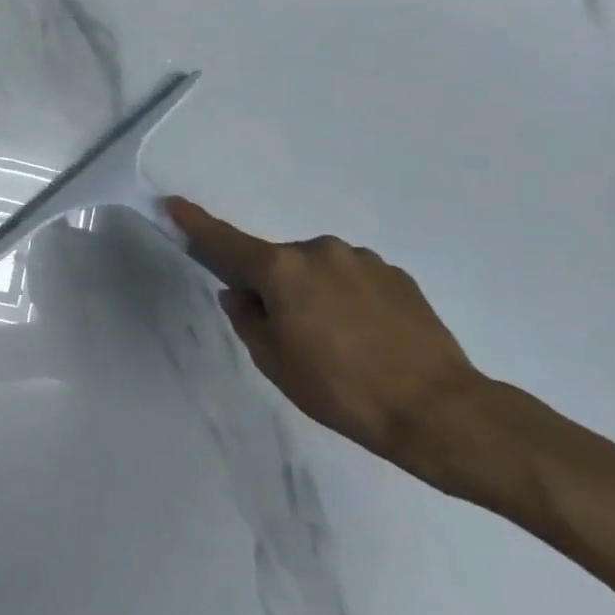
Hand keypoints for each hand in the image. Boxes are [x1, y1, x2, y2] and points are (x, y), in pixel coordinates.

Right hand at [166, 197, 490, 482]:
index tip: (174, 203)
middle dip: (274, 288)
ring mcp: (363, 260)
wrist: (440, 411)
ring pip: (317, 271)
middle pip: (277, 263)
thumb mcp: (275, 362)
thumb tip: (241, 294)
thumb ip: (248, 319)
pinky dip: (347, 300)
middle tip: (291, 336)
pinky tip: (368, 339)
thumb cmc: (341, 389)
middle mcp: (319, 251)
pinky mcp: (397, 276)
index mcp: (282, 269)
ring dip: (313, 294)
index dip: (196, 224)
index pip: (226, 241)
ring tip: (338, 344)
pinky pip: (353, 281)